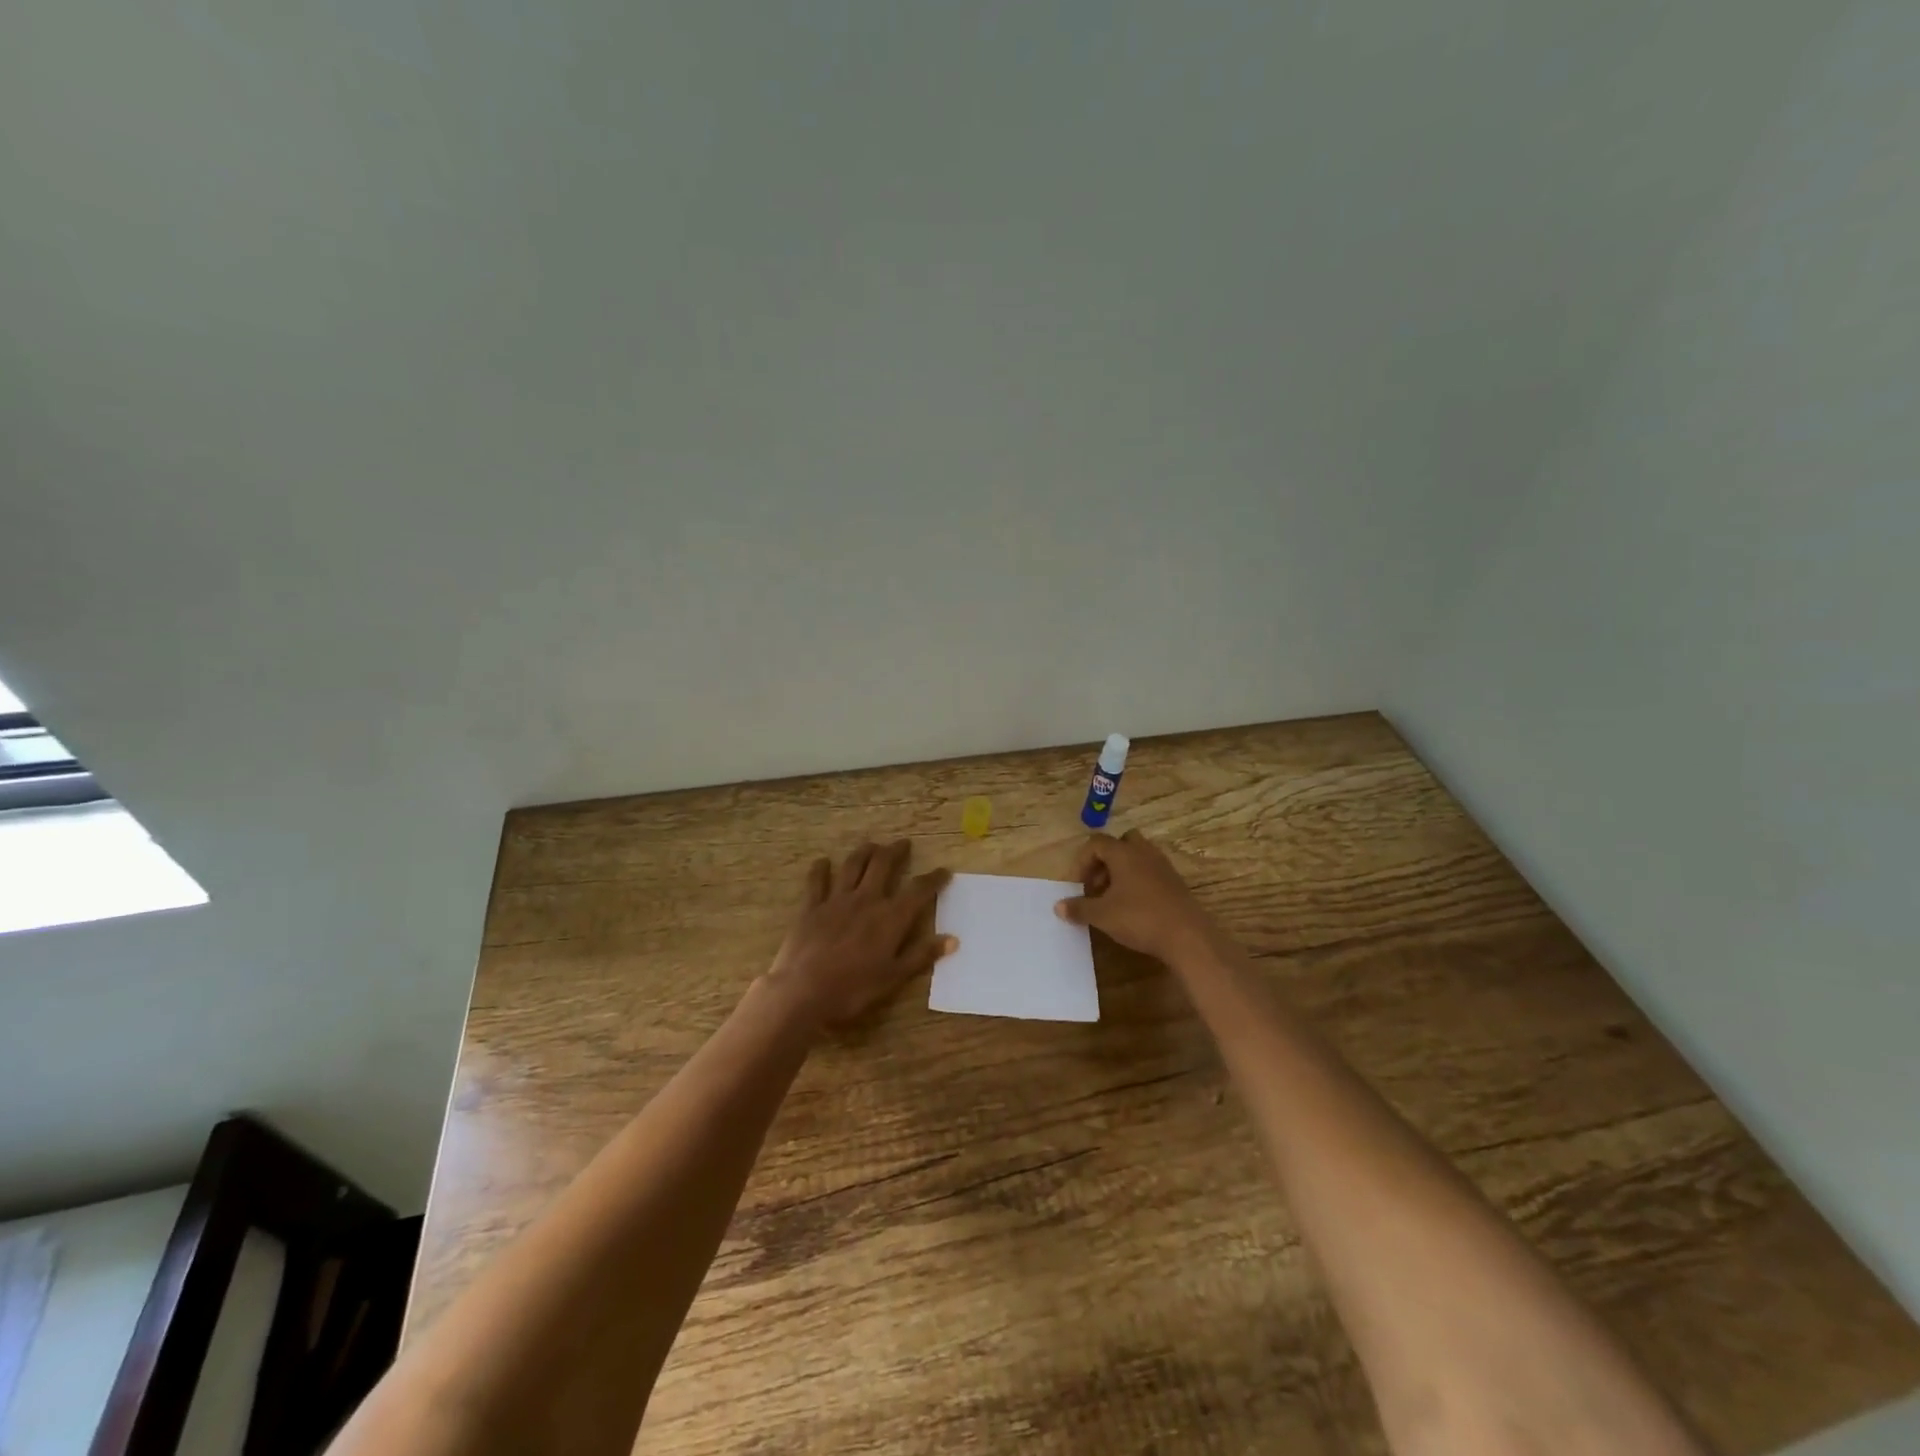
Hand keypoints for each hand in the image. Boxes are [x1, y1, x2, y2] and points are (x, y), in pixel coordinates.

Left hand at [765, 839, 954, 1028]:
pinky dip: (820, 869)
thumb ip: (922, 955)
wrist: (803, 992)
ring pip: (853, 866)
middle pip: (883, 865)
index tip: (944, 871)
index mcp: (890, 918)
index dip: (933, 879)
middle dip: (895, 851)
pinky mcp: (811, 907)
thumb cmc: (853, 990)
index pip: (918, 890)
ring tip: (872, 845)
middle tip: (903, 843)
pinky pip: (817, 881)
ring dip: (864, 852)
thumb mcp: (894, 977)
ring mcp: (836, 900)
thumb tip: (953, 939)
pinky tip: (823, 861)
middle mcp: (866, 900)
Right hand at [1055, 830, 1214, 963]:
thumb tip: (1058, 907)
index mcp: (1123, 853)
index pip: (1096, 843)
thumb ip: (1079, 908)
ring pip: (1137, 858)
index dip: (1081, 861)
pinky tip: (1133, 908)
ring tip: (1112, 899)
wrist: (1188, 936)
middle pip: (1120, 843)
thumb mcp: (1102, 915)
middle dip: (1104, 862)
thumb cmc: (1139, 918)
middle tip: (1096, 886)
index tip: (1077, 886)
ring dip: (1121, 873)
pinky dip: (1137, 883)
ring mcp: (1163, 866)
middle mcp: (1144, 852)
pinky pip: (1150, 872)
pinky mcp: (1175, 883)